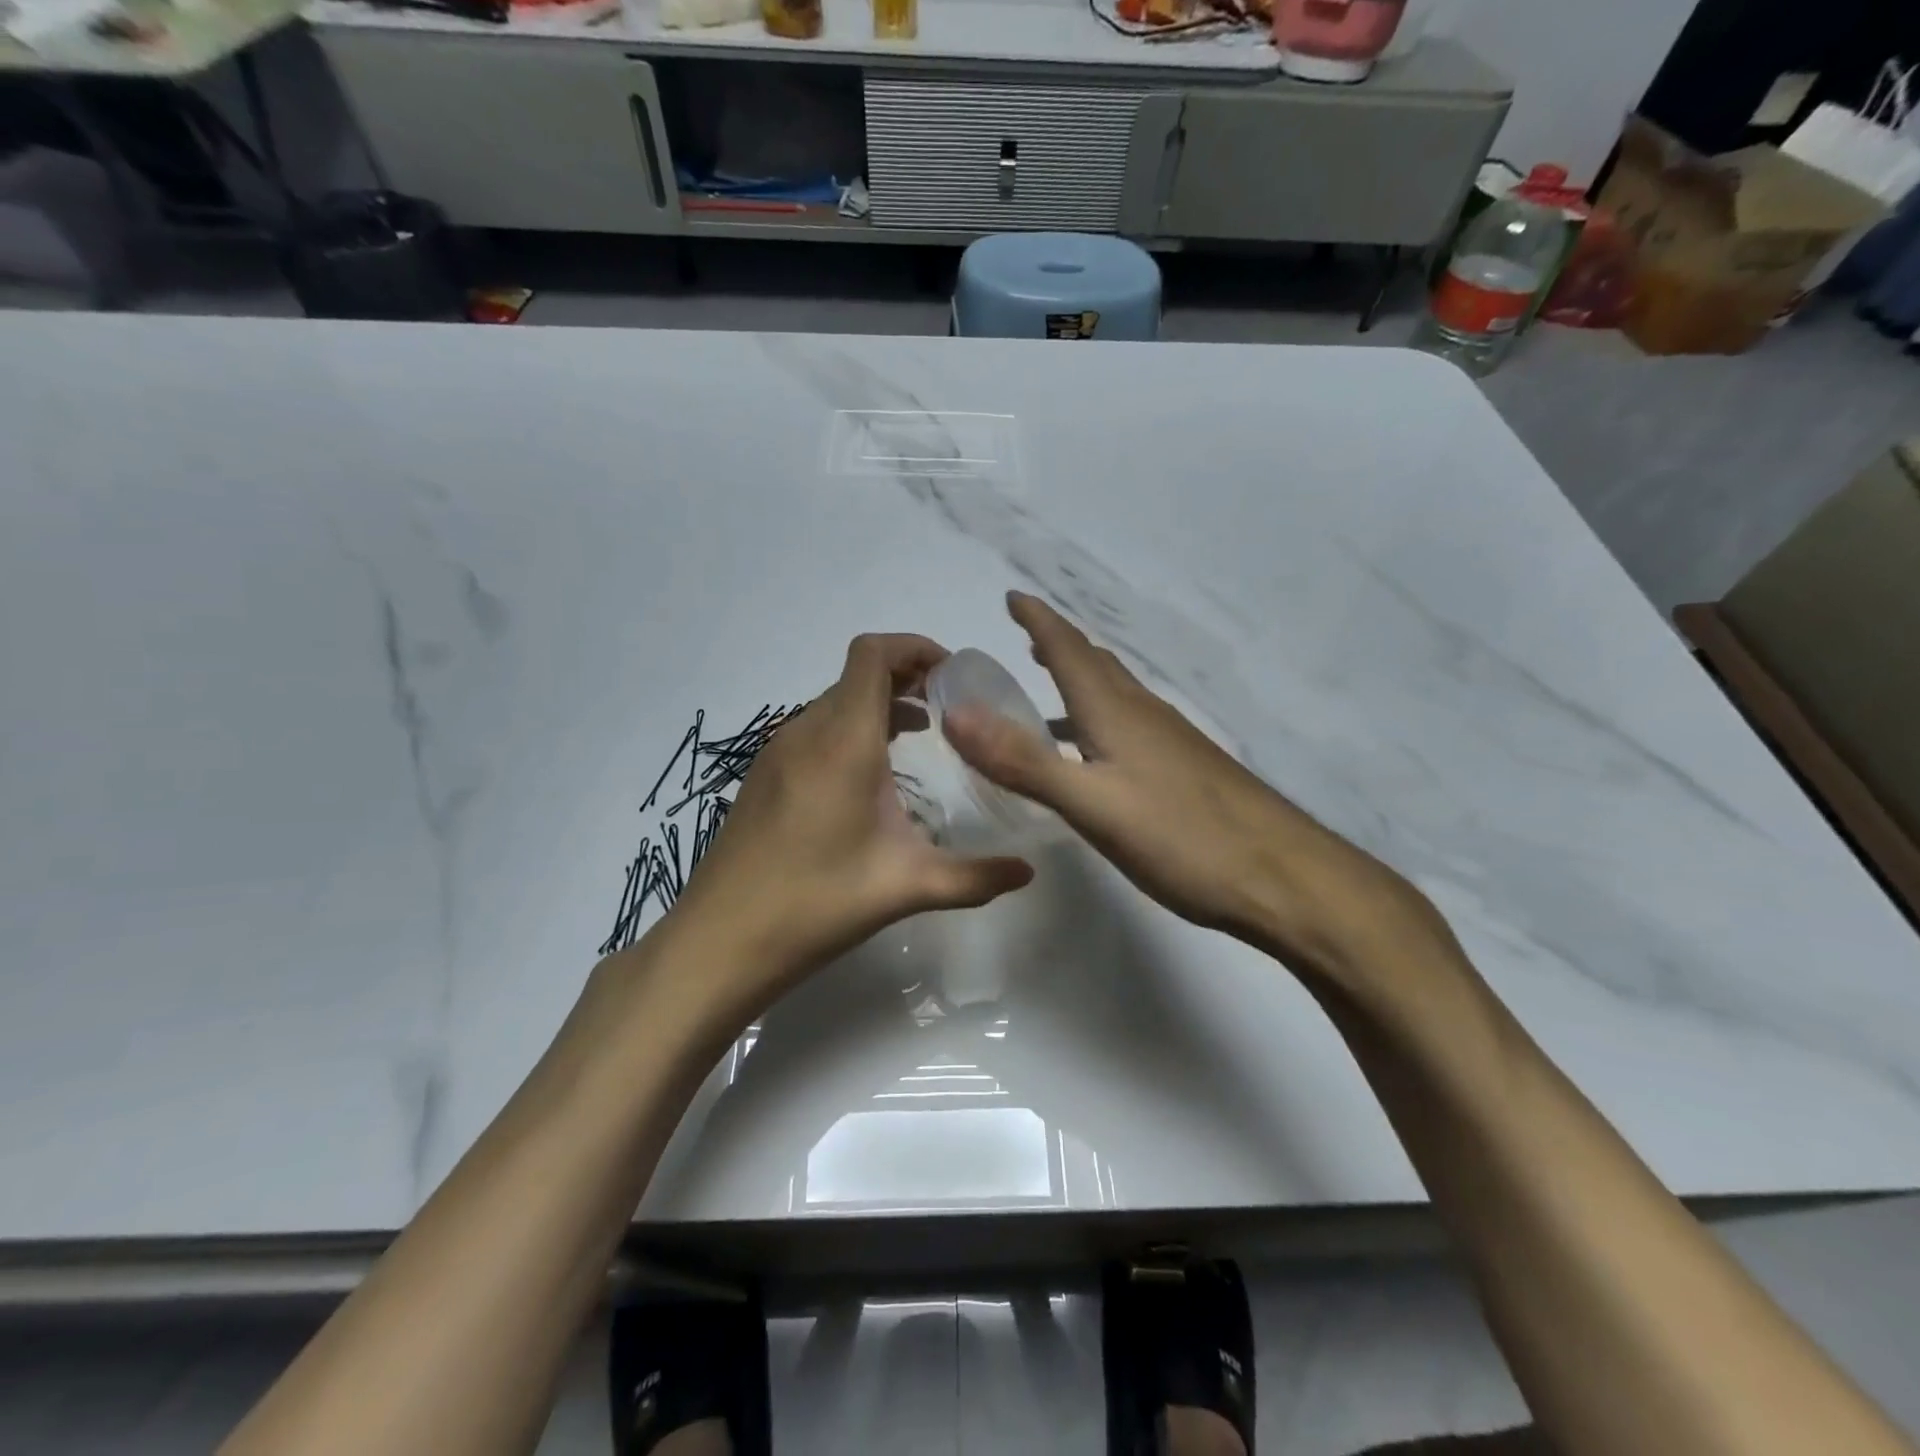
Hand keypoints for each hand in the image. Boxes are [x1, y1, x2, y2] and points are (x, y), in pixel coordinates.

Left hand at [666, 633, 1034, 1013]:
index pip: (872, 655)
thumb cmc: (816, 903)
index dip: (914, 648)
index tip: (953, 675)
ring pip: (835, 702)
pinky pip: (815, 729)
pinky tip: (870, 776)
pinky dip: (851, 729)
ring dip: (878, 704)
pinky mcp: (764, 776)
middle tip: (950, 708)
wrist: (721, 941)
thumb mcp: (906, 887)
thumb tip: (1028, 873)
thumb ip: (974, 877)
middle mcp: (806, 732)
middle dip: (906, 677)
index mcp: (843, 741)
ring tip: (920, 734)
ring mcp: (778, 752)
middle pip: (857, 674)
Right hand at [942, 593, 1429, 978]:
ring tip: (1048, 686)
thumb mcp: (1092, 804)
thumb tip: (955, 712)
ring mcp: (1171, 743)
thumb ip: (1023, 761)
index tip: (1012, 596)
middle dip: (1058, 644)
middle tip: (1026, 636)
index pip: (1069, 650)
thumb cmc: (1183, 838)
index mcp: (1116, 713)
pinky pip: (1130, 727)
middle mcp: (1144, 715)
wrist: (1285, 878)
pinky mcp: (1185, 771)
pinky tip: (1095, 753)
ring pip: (1115, 696)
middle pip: (1096, 665)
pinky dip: (1098, 720)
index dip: (1039, 620)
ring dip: (1079, 681)